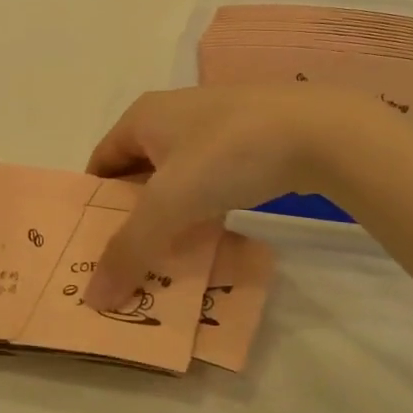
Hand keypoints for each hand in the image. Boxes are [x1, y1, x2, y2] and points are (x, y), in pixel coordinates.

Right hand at [82, 86, 382, 309]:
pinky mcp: (248, 140)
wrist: (320, 130)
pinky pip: (210, 180)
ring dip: (169, 216)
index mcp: (143, 116)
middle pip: (137, 173)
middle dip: (132, 217)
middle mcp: (172, 115)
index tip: (94, 248)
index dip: (92, 205)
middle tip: (129, 262)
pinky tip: (211, 237)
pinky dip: (202, 208)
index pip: (100, 163)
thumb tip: (93, 297)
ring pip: (176, 179)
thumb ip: (130, 249)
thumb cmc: (228, 154)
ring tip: (168, 259)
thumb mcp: (170, 203)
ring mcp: (214, 126)